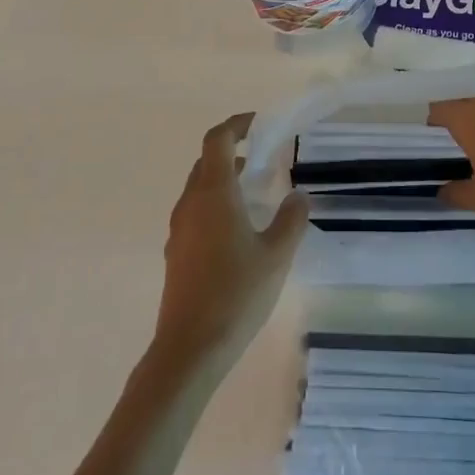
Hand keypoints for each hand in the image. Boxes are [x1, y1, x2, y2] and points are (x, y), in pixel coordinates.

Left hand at [151, 114, 308, 369]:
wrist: (189, 349)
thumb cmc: (235, 293)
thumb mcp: (276, 255)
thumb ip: (291, 220)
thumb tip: (298, 195)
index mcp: (213, 192)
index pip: (217, 139)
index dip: (236, 124)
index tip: (258, 124)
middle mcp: (191, 203)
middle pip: (206, 161)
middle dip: (232, 151)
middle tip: (262, 157)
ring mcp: (179, 229)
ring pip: (199, 188)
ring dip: (224, 179)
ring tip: (255, 193)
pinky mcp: (176, 253)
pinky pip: (195, 212)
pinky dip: (215, 204)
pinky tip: (238, 231)